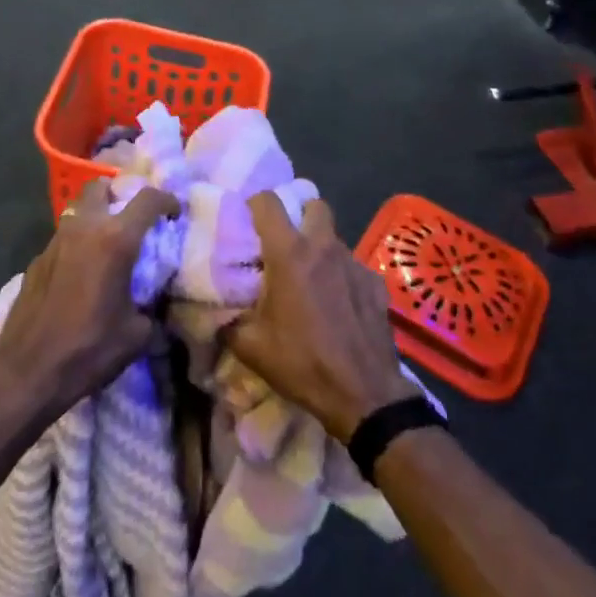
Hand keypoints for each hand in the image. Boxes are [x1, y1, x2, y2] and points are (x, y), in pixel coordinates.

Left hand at [0, 181, 179, 420]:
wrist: (27, 372)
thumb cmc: (89, 349)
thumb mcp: (137, 334)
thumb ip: (151, 309)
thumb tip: (153, 306)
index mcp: (115, 240)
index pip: (147, 199)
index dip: (167, 200)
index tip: (174, 212)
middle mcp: (84, 229)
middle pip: (100, 187)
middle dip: (118, 193)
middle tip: (132, 217)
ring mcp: (54, 242)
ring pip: (78, 212)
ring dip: (95, 218)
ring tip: (108, 247)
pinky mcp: (36, 261)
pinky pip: (63, 240)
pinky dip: (77, 246)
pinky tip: (81, 276)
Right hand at [222, 194, 417, 442]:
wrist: (364, 394)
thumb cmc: (302, 363)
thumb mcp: (251, 348)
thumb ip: (230, 322)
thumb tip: (219, 316)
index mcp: (289, 254)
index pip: (268, 202)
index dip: (255, 204)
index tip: (249, 220)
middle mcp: (323, 247)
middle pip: (314, 205)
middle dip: (300, 215)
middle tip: (286, 241)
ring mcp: (354, 263)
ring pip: (334, 238)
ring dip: (321, 249)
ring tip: (312, 280)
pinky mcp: (376, 283)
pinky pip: (354, 266)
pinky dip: (343, 276)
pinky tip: (340, 305)